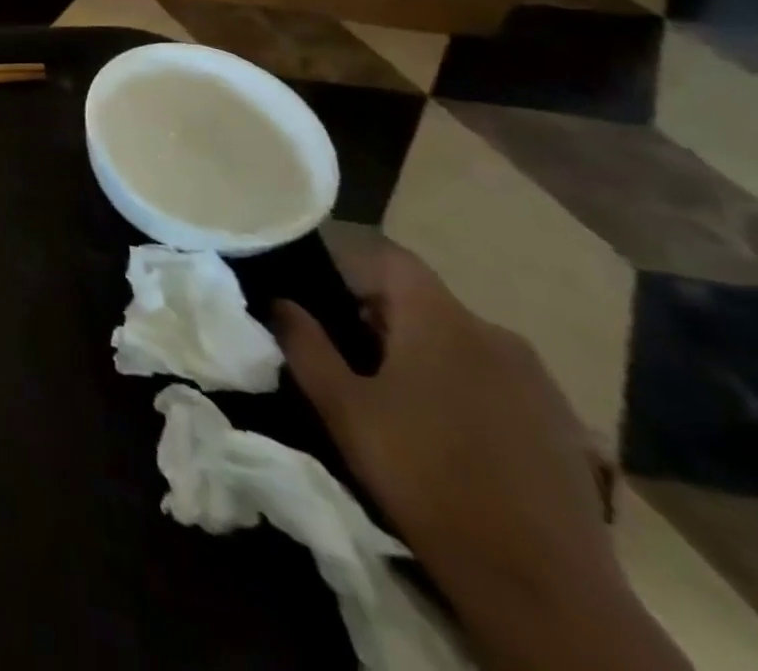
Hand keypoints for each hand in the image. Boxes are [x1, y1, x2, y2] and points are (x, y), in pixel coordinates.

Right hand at [273, 242, 615, 610]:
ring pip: (463, 343)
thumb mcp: (340, 406)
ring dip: (427, 356)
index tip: (322, 300)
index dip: (352, 268)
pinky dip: (468, 391)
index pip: (390, 259)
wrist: (542, 586)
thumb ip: (304, 344)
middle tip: (351, 361)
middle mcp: (495, 334)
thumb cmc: (423, 475)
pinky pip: (500, 382)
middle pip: (426, 302)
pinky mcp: (567, 425)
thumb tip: (279, 301)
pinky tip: (454, 438)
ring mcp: (540, 381)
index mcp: (440, 319)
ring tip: (400, 403)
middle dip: (384, 320)